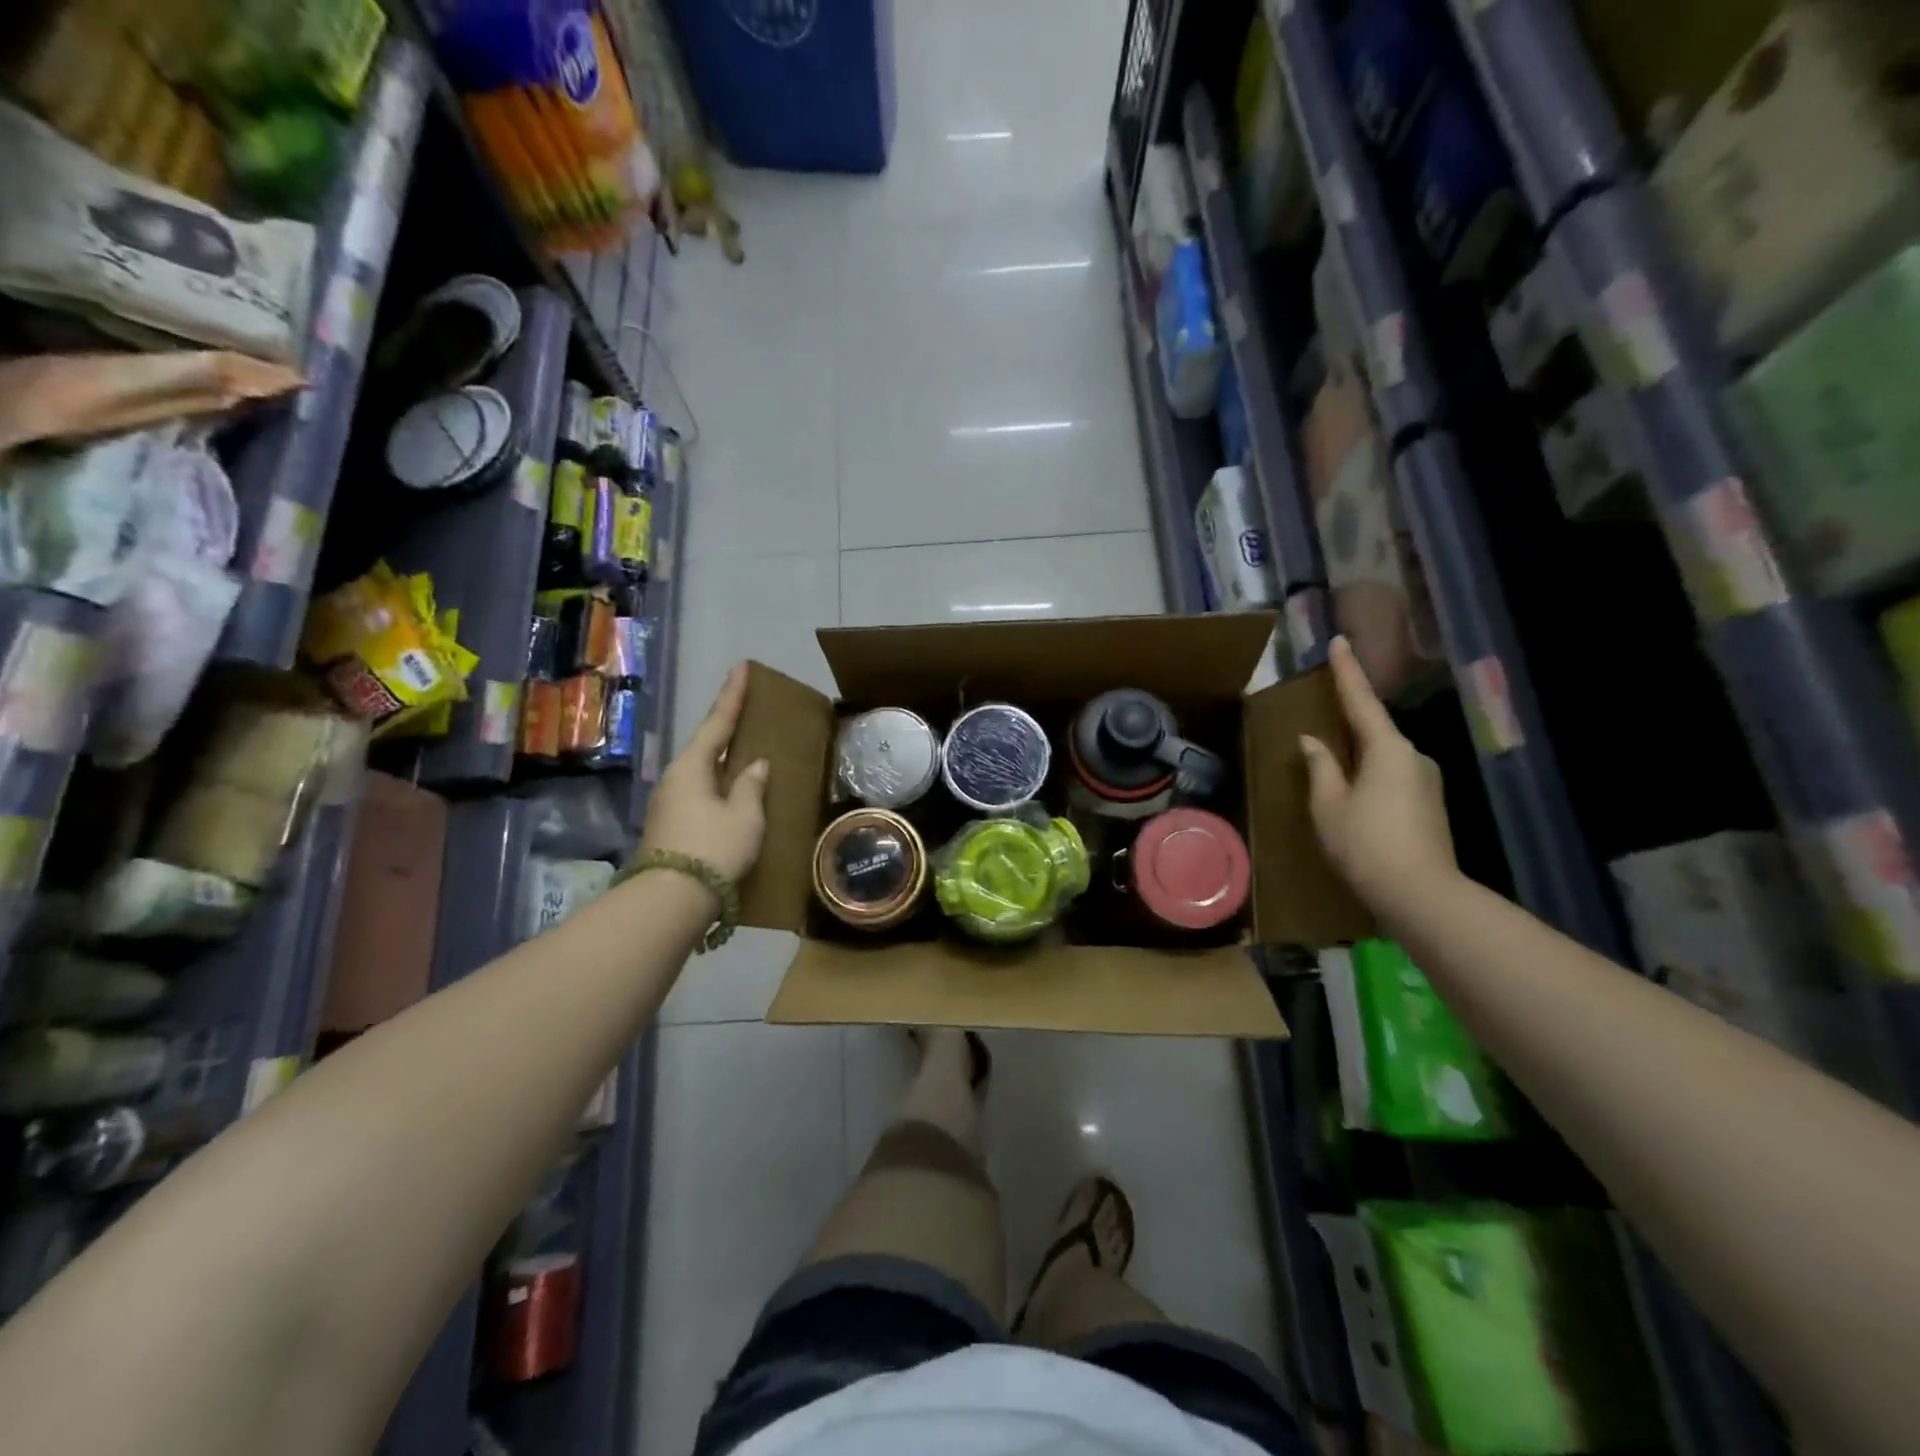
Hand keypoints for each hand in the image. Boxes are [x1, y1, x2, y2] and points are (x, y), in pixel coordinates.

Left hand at [640, 663, 769, 883]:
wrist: (670, 899)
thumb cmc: (713, 848)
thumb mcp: (744, 815)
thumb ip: (750, 786)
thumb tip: (754, 765)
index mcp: (692, 767)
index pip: (717, 722)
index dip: (732, 695)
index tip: (741, 666)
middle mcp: (675, 779)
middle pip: (705, 746)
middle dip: (726, 729)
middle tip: (746, 711)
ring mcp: (668, 804)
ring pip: (703, 772)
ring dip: (724, 762)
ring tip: (746, 756)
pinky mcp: (670, 826)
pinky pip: (701, 794)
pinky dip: (719, 786)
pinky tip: (733, 793)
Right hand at [1301, 636, 1456, 910]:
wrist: (1420, 894)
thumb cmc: (1365, 843)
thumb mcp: (1328, 805)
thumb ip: (1320, 767)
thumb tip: (1313, 741)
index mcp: (1388, 749)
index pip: (1361, 701)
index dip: (1347, 671)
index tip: (1339, 641)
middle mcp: (1414, 756)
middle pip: (1375, 730)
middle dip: (1349, 725)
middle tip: (1323, 721)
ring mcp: (1426, 781)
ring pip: (1384, 758)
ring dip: (1358, 759)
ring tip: (1333, 777)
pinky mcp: (1430, 804)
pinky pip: (1392, 778)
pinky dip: (1370, 779)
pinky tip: (1355, 800)